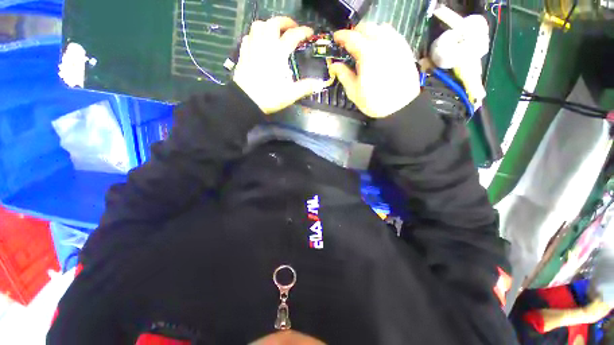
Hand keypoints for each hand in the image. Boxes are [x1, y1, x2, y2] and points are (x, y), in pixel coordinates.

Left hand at [233, 17, 327, 114]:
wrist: (246, 101)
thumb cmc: (269, 97)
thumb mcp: (290, 95)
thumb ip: (305, 87)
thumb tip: (318, 84)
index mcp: (277, 55)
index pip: (292, 36)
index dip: (303, 32)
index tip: (309, 33)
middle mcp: (264, 46)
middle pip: (273, 23)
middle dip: (285, 22)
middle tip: (292, 28)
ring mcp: (252, 48)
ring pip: (258, 26)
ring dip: (268, 24)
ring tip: (275, 32)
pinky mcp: (243, 53)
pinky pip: (248, 36)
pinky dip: (255, 35)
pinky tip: (259, 41)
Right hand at [329, 23, 420, 117]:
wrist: (401, 107)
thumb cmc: (374, 102)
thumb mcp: (354, 92)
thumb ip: (343, 75)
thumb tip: (334, 66)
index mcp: (367, 54)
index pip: (351, 37)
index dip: (341, 36)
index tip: (335, 38)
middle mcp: (383, 43)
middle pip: (367, 27)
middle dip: (355, 33)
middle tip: (349, 44)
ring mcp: (396, 44)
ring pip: (381, 28)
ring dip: (370, 33)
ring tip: (365, 45)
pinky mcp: (404, 48)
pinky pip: (393, 34)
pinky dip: (383, 36)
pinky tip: (380, 48)